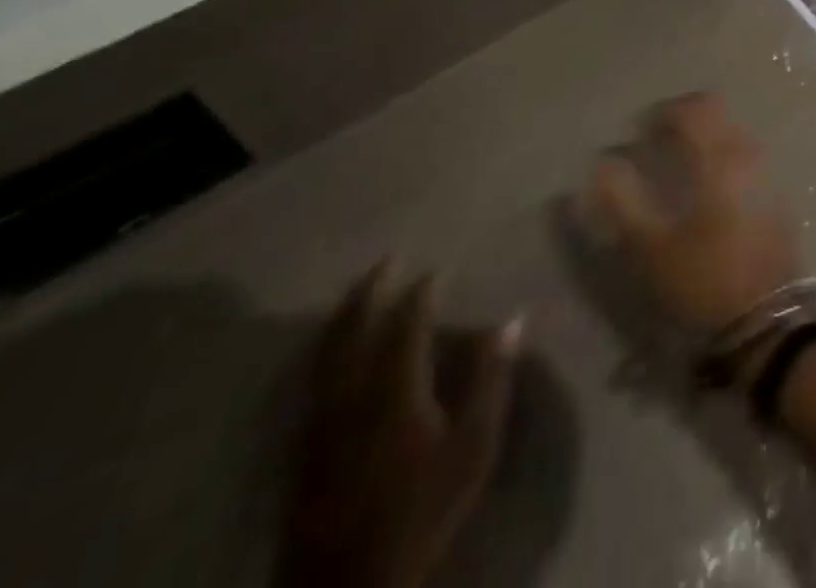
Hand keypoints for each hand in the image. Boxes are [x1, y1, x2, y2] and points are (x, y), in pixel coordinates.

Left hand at [281, 264, 519, 587]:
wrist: (351, 586)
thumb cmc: (423, 510)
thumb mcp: (473, 446)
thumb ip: (491, 379)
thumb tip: (511, 320)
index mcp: (395, 388)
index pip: (407, 324)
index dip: (421, 293)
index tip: (434, 270)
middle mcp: (352, 394)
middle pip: (353, 329)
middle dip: (369, 291)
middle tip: (385, 261)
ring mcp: (320, 422)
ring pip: (325, 354)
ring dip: (342, 316)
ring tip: (356, 292)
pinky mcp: (303, 448)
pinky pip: (312, 381)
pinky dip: (324, 351)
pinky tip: (331, 352)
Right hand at [585, 92, 804, 335]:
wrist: (769, 322)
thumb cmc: (704, 280)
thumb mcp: (650, 248)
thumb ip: (622, 200)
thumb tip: (603, 163)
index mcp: (719, 158)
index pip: (693, 108)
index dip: (662, 112)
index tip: (638, 134)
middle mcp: (748, 154)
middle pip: (716, 113)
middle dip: (684, 119)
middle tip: (656, 144)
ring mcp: (767, 173)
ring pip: (733, 132)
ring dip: (705, 137)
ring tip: (678, 166)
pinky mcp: (777, 195)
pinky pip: (746, 156)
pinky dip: (723, 157)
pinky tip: (708, 189)